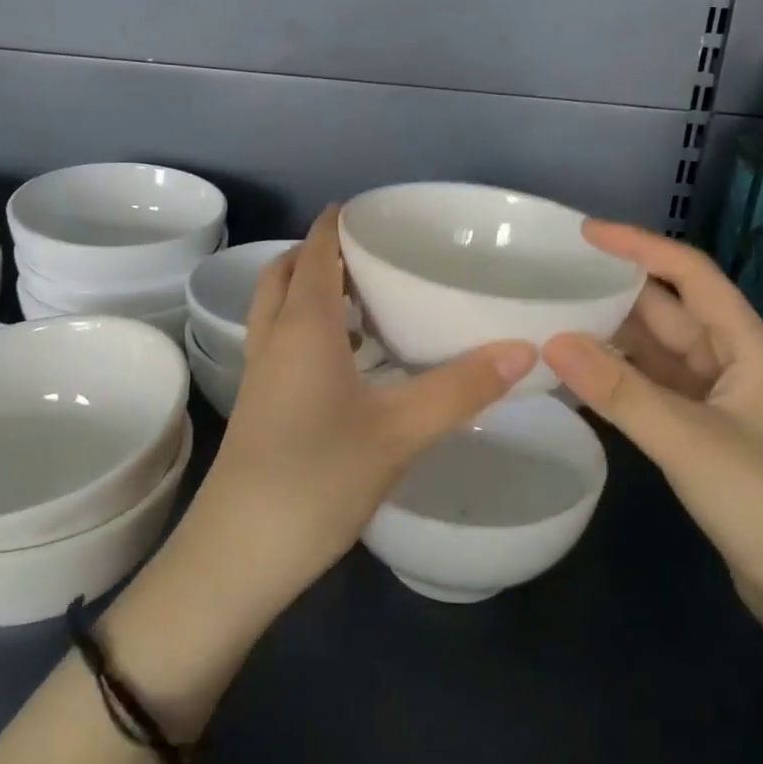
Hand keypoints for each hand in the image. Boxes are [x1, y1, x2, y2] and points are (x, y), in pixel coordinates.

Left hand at [164, 206, 537, 630]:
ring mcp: (260, 373)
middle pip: (287, 272)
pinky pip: (281, 342)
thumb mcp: (399, 431)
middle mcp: (274, 338)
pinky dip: (308, 328)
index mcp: (303, 325)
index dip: (336, 223)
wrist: (238, 554)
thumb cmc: (317, 478)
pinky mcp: (259, 405)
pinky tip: (348, 361)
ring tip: (366, 300)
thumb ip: (462, 388)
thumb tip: (525, 348)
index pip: (315, 250)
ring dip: (312, 291)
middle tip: (371, 255)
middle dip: (321, 253)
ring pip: (278, 308)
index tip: (371, 209)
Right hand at [542, 221, 762, 655]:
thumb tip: (552, 340)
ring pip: (655, 354)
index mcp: (745, 347)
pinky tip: (576, 380)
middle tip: (550, 278)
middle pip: (667, 311)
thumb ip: (621, 391)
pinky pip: (651, 392)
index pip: (690, 274)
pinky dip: (616, 382)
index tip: (583, 233)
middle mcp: (731, 364)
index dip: (639, 246)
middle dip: (613, 291)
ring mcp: (717, 404)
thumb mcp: (692, 443)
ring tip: (549, 321)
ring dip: (610, 339)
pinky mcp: (703, 438)